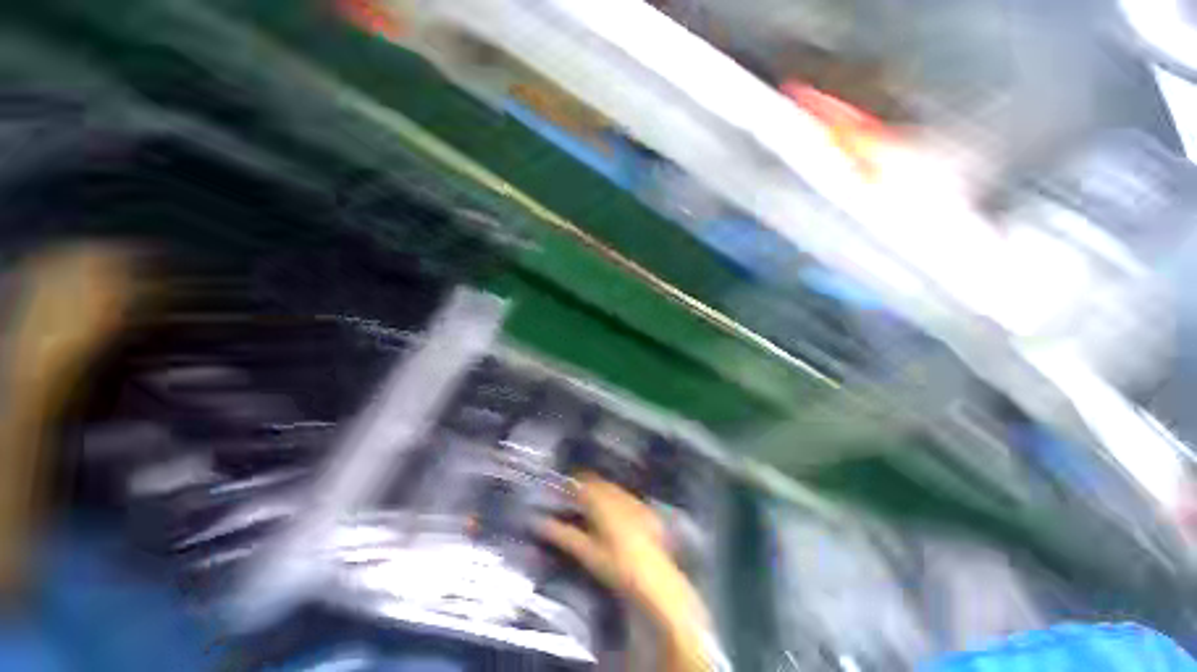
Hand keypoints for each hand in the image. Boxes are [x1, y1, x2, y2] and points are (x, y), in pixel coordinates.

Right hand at [540, 475, 710, 671]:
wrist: (654, 578)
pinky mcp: (646, 509)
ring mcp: (634, 500)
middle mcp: (618, 494)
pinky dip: (616, 500)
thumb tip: (540, 522)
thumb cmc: (615, 565)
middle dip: (586, 487)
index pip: (582, 482)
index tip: (562, 490)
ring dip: (601, 492)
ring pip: (612, 488)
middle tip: (575, 501)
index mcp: (601, 501)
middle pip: (598, 482)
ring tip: (593, 508)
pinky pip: (626, 496)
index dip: (571, 483)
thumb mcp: (586, 551)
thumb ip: (562, 534)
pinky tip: (615, 516)